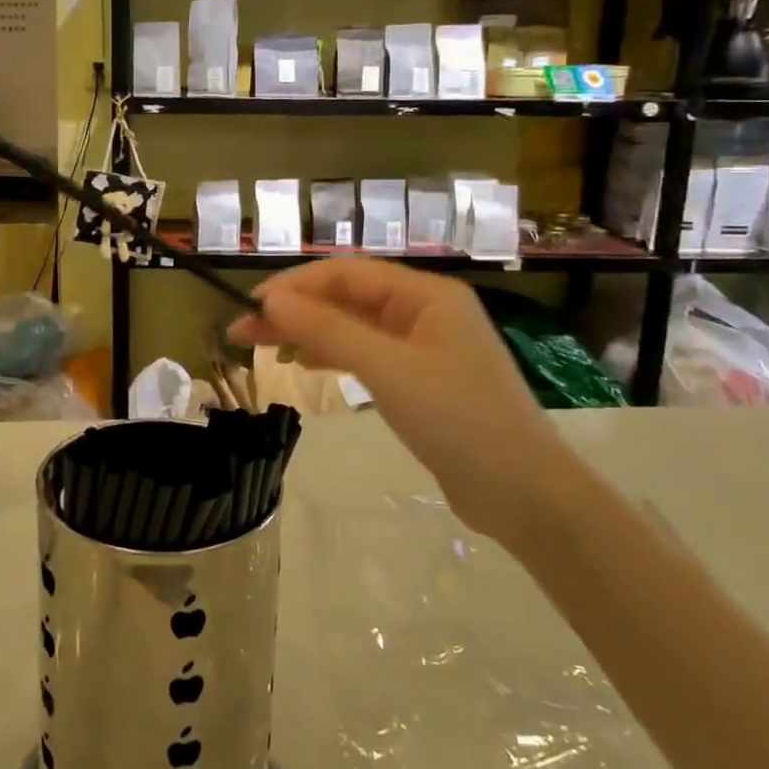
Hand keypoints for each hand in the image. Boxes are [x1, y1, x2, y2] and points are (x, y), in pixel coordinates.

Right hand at [229, 258, 583, 547]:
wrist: (525, 495)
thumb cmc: (458, 420)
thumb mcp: (387, 370)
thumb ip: (328, 330)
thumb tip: (270, 300)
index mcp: (426, 295)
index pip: (347, 273)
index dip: (296, 284)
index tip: (252, 305)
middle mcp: (425, 311)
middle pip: (348, 298)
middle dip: (296, 310)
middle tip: (243, 330)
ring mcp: (425, 347)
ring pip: (354, 327)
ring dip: (310, 332)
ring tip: (264, 347)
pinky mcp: (422, 380)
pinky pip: (368, 354)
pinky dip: (335, 355)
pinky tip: (307, 363)